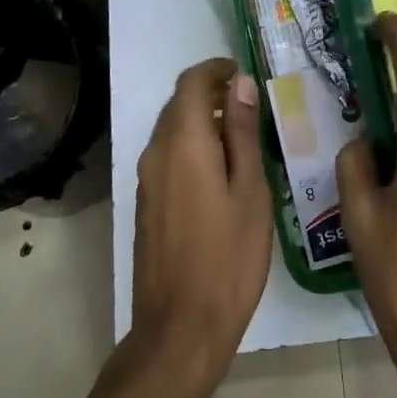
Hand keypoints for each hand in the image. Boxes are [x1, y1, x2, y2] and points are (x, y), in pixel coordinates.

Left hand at [130, 58, 271, 388]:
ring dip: (201, 121)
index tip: (243, 73)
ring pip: (172, 130)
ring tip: (241, 137)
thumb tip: (241, 84)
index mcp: (183, 143)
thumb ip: (242, 132)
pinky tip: (220, 171)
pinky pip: (167, 156)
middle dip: (210, 93)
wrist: (180, 328)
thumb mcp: (250, 190)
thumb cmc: (229, 256)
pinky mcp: (146, 204)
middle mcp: (156, 153)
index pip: (191, 83)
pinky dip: (192, 146)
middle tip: (250, 104)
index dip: (216, 69)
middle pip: (178, 104)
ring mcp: (146, 180)